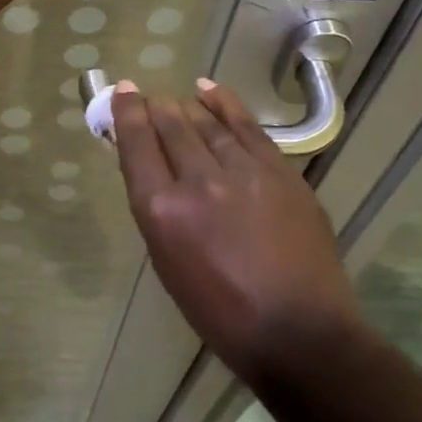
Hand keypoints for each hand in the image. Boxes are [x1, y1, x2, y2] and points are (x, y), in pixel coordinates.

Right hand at [111, 79, 361, 384]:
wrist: (298, 331)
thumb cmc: (220, 311)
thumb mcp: (168, 262)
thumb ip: (157, 210)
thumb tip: (150, 169)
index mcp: (162, 211)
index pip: (136, 145)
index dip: (127, 113)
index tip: (123, 92)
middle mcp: (198, 181)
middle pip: (171, 126)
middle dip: (155, 107)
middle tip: (147, 98)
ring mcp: (244, 171)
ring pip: (207, 122)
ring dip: (186, 106)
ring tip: (176, 98)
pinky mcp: (279, 171)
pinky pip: (245, 126)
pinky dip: (225, 103)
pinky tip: (209, 90)